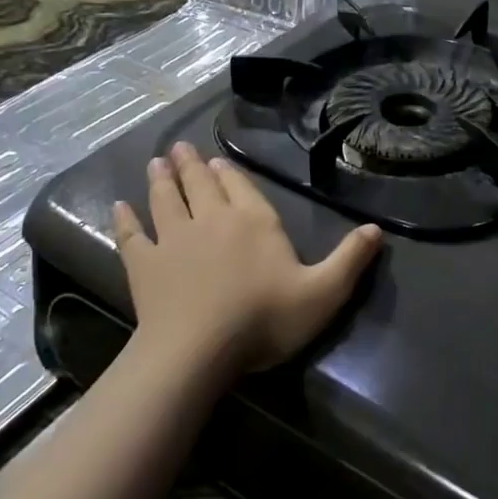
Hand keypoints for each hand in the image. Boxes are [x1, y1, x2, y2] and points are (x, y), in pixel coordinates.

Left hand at [112, 142, 381, 373]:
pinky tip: (119, 206)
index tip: (216, 160)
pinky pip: (133, 234)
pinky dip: (126, 219)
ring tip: (157, 162)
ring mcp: (174, 239)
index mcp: (254, 221)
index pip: (241, 187)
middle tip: (181, 148)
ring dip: (161, 179)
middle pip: (200, 184)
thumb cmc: (264, 319)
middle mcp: (213, 219)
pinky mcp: (144, 264)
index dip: (229, 173)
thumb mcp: (323, 293)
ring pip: (166, 199)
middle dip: (192, 165)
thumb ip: (350, 260)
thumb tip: (377, 229)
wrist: (198, 350)